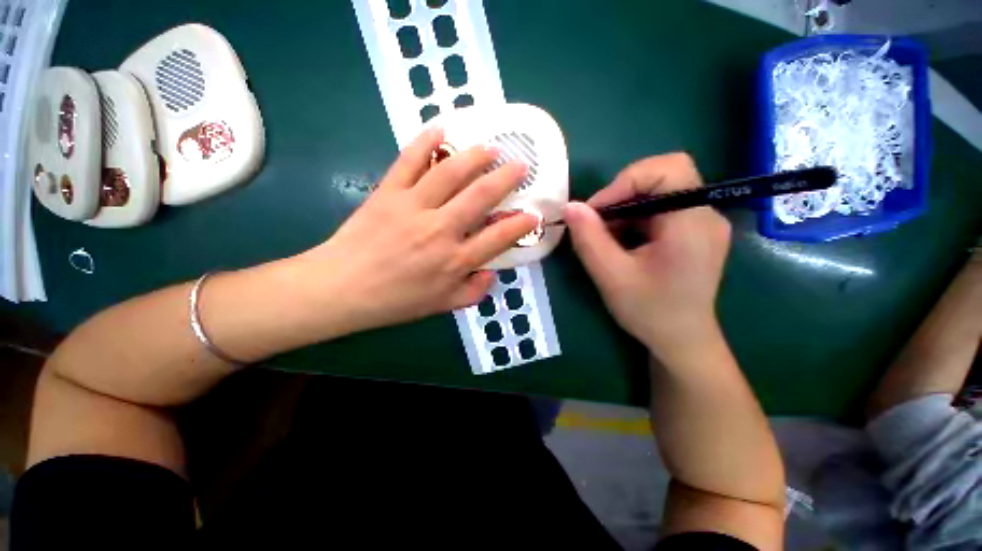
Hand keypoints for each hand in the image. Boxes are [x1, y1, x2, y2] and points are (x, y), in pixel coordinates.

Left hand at [298, 127, 536, 336]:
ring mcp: (413, 207)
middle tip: (520, 165)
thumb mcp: (442, 306)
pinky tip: (440, 130)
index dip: (521, 223)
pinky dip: (424, 142)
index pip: (499, 236)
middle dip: (506, 178)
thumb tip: (492, 273)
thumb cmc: (395, 301)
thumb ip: (473, 292)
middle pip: (480, 196)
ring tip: (491, 147)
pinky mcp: (388, 193)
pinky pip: (409, 161)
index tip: (533, 213)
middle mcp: (440, 230)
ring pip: (450, 173)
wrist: (342, 289)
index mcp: (455, 261)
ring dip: (475, 156)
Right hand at [564, 153, 730, 363]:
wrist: (681, 341)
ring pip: (660, 192)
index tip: (596, 210)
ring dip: (626, 208)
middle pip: (664, 177)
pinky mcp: (695, 232)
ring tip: (607, 236)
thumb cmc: (649, 312)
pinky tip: (623, 242)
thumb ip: (589, 239)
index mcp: (692, 224)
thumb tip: (570, 206)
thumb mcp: (611, 276)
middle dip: (623, 193)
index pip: (669, 169)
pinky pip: (662, 209)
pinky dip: (636, 218)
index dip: (626, 181)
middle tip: (598, 220)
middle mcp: (707, 215)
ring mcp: (704, 223)